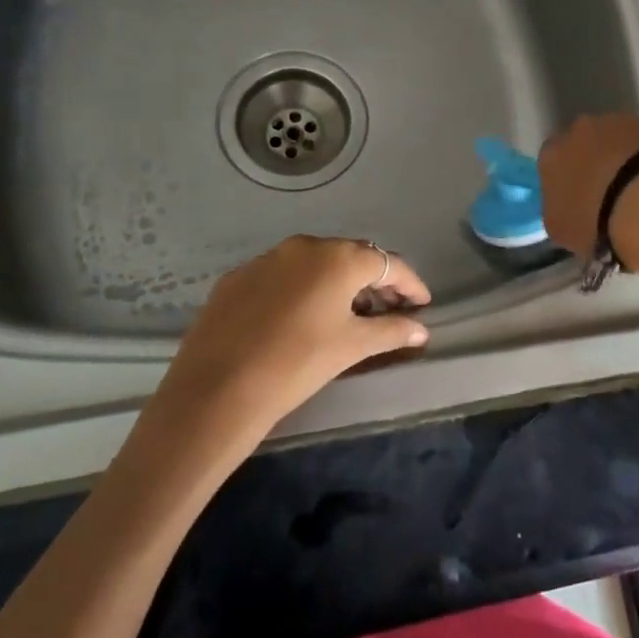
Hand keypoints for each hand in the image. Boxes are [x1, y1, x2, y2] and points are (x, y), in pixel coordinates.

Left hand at [154, 236, 430, 436]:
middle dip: (374, 281)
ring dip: (336, 284)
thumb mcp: (351, 347)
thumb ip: (391, 331)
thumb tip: (420, 329)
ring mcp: (266, 259)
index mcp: (338, 258)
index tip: (422, 304)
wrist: (216, 390)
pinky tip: (299, 318)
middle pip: (351, 257)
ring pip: (314, 264)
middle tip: (388, 309)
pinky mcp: (237, 278)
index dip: (409, 283)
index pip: (387, 263)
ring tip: (346, 315)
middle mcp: (304, 246)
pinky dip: (300, 290)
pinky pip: (281, 276)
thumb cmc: (297, 364)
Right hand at [538, 113, 638, 258]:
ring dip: (623, 157)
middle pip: (583, 143)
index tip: (579, 201)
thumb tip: (569, 210)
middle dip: (593, 163)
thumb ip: (558, 212)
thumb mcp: (560, 229)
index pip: (552, 163)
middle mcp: (579, 129)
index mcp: (551, 155)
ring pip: (616, 138)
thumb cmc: (593, 218)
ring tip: (638, 189)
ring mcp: (617, 121)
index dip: (566, 181)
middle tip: (609, 193)